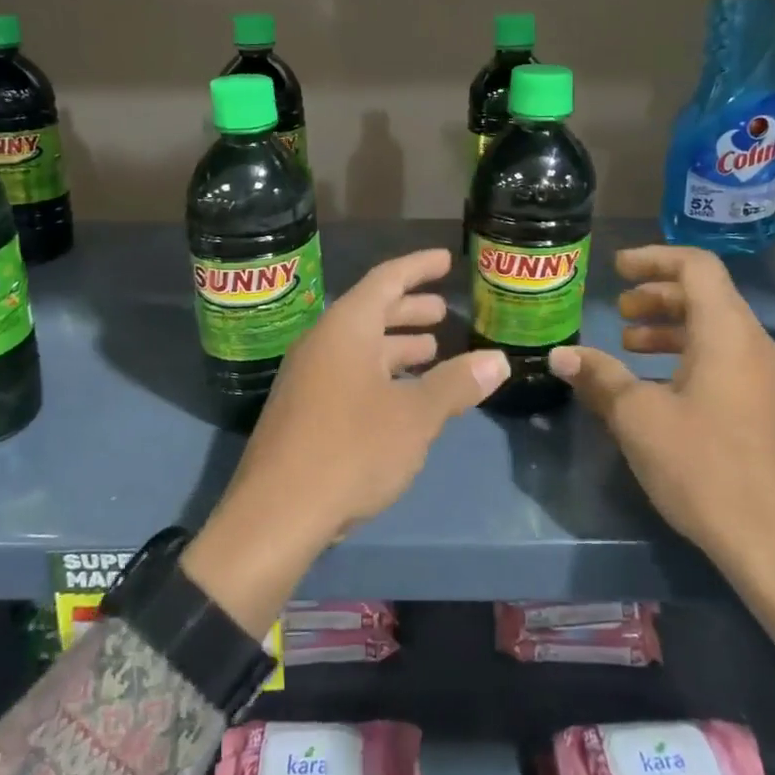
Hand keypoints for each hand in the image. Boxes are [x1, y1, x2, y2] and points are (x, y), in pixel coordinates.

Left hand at [183, 248, 509, 634]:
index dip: (418, 267)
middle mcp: (322, 342)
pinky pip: (348, 374)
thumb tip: (498, 360)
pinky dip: (380, 374)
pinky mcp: (303, 410)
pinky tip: (402, 396)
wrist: (276, 514)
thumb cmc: (351, 450)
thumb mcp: (415, 417)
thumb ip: (456, 384)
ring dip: (396, 346)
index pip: (386, 279)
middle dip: (410, 310)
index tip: (445, 259)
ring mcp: (308, 377)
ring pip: (359, 347)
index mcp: (346, 328)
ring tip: (431, 351)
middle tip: (444, 312)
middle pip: (371, 312)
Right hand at [548, 245, 774, 584]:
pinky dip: (688, 356)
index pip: (697, 267)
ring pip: (716, 331)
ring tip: (629, 346)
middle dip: (658, 295)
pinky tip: (658, 389)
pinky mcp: (768, 411)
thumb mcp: (638, 418)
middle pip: (708, 296)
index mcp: (728, 333)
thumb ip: (599, 378)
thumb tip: (561, 355)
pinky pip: (726, 361)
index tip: (616, 270)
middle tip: (619, 311)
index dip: (654, 258)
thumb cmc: (705, 467)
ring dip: (671, 328)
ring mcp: (768, 381)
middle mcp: (756, 347)